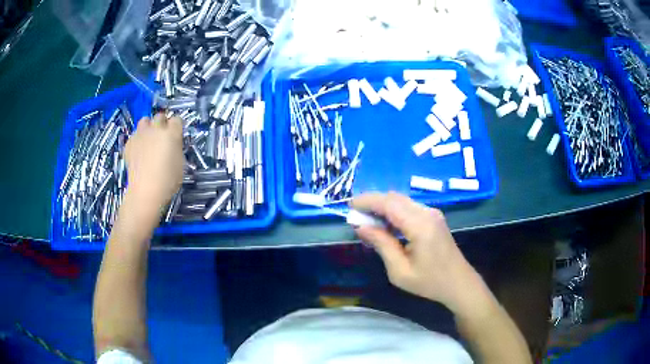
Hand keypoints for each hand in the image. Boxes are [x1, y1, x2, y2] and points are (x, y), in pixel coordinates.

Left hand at [124, 113, 183, 211]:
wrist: (145, 191)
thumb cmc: (168, 180)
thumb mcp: (180, 163)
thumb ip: (176, 148)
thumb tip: (172, 144)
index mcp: (172, 133)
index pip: (177, 119)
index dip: (176, 127)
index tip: (176, 135)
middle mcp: (156, 129)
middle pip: (159, 116)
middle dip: (162, 123)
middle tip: (162, 136)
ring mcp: (141, 135)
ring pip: (144, 121)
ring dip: (148, 127)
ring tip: (148, 139)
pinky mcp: (129, 143)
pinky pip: (134, 135)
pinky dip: (137, 140)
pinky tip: (138, 152)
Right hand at [352, 192, 481, 313]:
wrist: (459, 283)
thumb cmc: (430, 282)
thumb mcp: (400, 271)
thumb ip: (381, 244)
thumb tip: (361, 226)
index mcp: (420, 225)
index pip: (389, 203)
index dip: (367, 201)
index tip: (349, 206)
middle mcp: (427, 213)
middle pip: (395, 198)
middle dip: (373, 203)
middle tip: (356, 217)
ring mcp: (432, 213)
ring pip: (401, 201)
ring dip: (383, 208)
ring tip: (367, 223)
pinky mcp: (433, 218)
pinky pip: (409, 208)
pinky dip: (393, 213)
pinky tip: (385, 227)